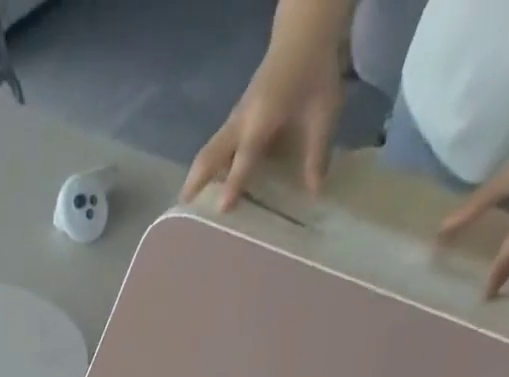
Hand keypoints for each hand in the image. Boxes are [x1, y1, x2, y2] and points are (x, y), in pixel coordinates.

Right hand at [180, 33, 344, 208]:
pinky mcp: (236, 118)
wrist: (303, 35)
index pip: (244, 157)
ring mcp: (235, 119)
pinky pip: (218, 145)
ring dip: (198, 174)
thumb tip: (315, 192)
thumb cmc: (314, 73)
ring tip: (190, 201)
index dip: (234, 183)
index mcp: (261, 120)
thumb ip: (317, 153)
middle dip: (196, 180)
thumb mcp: (324, 113)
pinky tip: (213, 182)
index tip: (222, 209)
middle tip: (184, 206)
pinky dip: (210, 165)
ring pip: (210, 150)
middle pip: (210, 154)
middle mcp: (241, 122)